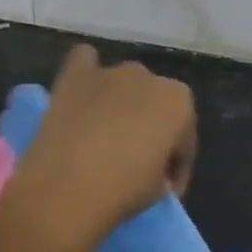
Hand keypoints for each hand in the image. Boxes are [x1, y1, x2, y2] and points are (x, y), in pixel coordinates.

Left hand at [6, 45, 195, 243]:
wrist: (67, 186)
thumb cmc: (123, 190)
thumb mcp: (159, 189)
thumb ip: (163, 170)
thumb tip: (152, 169)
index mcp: (179, 103)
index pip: (184, 138)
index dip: (175, 166)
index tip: (165, 188)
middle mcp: (149, 77)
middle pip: (153, 106)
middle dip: (149, 130)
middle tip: (135, 162)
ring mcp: (110, 72)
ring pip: (123, 84)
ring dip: (120, 104)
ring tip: (104, 134)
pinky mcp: (75, 75)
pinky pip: (84, 61)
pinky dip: (86, 74)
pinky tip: (83, 93)